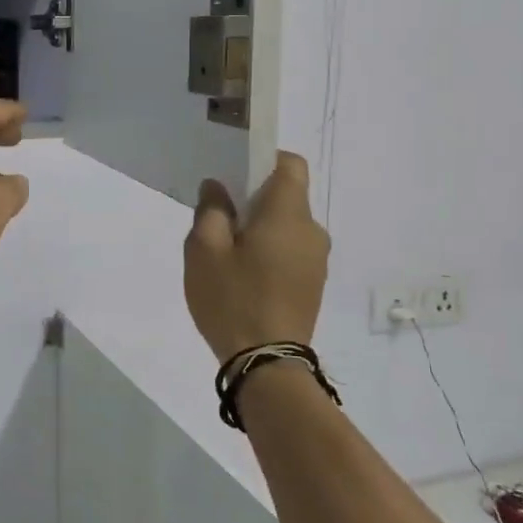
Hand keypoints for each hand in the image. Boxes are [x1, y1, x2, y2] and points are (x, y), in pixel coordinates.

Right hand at [184, 152, 330, 362]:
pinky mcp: (314, 284)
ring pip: (288, 225)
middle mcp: (312, 230)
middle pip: (287, 196)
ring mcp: (318, 260)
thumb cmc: (232, 298)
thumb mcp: (204, 250)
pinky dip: (271, 251)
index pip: (290, 164)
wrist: (266, 363)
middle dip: (254, 199)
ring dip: (261, 228)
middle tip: (219, 221)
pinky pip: (292, 250)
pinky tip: (245, 276)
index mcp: (288, 214)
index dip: (264, 160)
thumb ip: (211, 210)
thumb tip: (217, 187)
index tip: (235, 176)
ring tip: (228, 255)